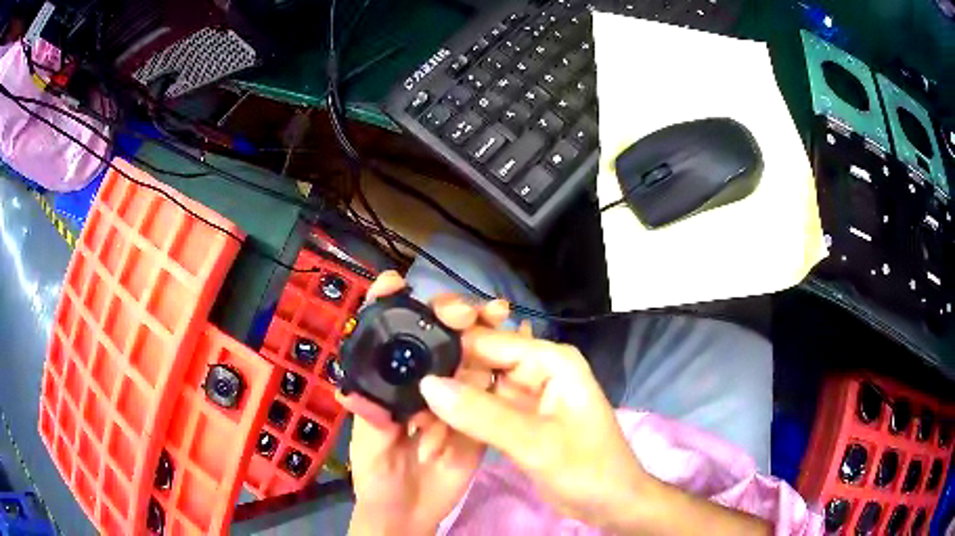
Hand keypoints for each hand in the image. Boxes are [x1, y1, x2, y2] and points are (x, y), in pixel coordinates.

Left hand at [341, 271, 510, 535]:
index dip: (386, 304)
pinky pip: (489, 386)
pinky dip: (502, 362)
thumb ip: (370, 423)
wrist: (413, 514)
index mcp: (386, 383)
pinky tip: (517, 343)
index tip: (395, 282)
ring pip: (465, 354)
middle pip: (431, 337)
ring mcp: (451, 396)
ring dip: (480, 330)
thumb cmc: (379, 480)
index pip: (384, 335)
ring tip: (498, 314)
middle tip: (465, 310)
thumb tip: (354, 394)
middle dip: (446, 314)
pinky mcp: (478, 414)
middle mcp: (419, 381)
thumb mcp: (370, 451)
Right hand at [417, 328, 652, 528]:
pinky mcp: (516, 419)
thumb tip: (427, 384)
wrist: (611, 503)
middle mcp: (535, 369)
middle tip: (407, 407)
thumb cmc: (588, 469)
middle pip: (477, 364)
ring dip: (446, 406)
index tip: (405, 364)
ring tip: (416, 426)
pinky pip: (479, 411)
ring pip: (474, 390)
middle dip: (442, 384)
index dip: (447, 349)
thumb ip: (482, 415)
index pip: (487, 340)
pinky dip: (458, 422)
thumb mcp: (536, 444)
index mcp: (549, 360)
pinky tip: (433, 434)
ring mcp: (524, 395)